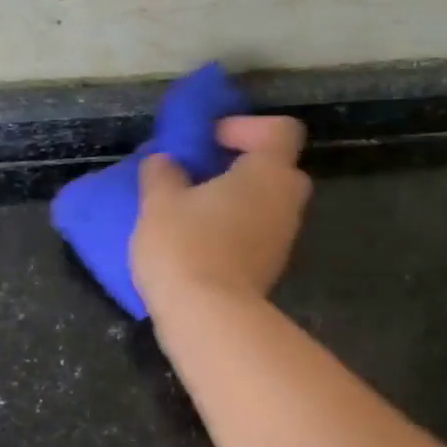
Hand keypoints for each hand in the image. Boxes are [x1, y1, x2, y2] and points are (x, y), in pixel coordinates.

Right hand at [132, 115, 312, 315]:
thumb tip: (166, 162)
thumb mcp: (159, 202)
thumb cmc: (186, 247)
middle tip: (202, 173)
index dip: (247, 126)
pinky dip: (234, 230)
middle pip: (276, 168)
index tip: (211, 140)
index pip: (282, 130)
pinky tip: (198, 242)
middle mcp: (286, 202)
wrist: (209, 319)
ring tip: (192, 210)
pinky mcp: (271, 269)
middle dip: (241, 165)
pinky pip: (257, 234)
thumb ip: (162, 172)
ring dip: (235, 201)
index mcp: (268, 173)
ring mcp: (283, 239)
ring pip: (266, 205)